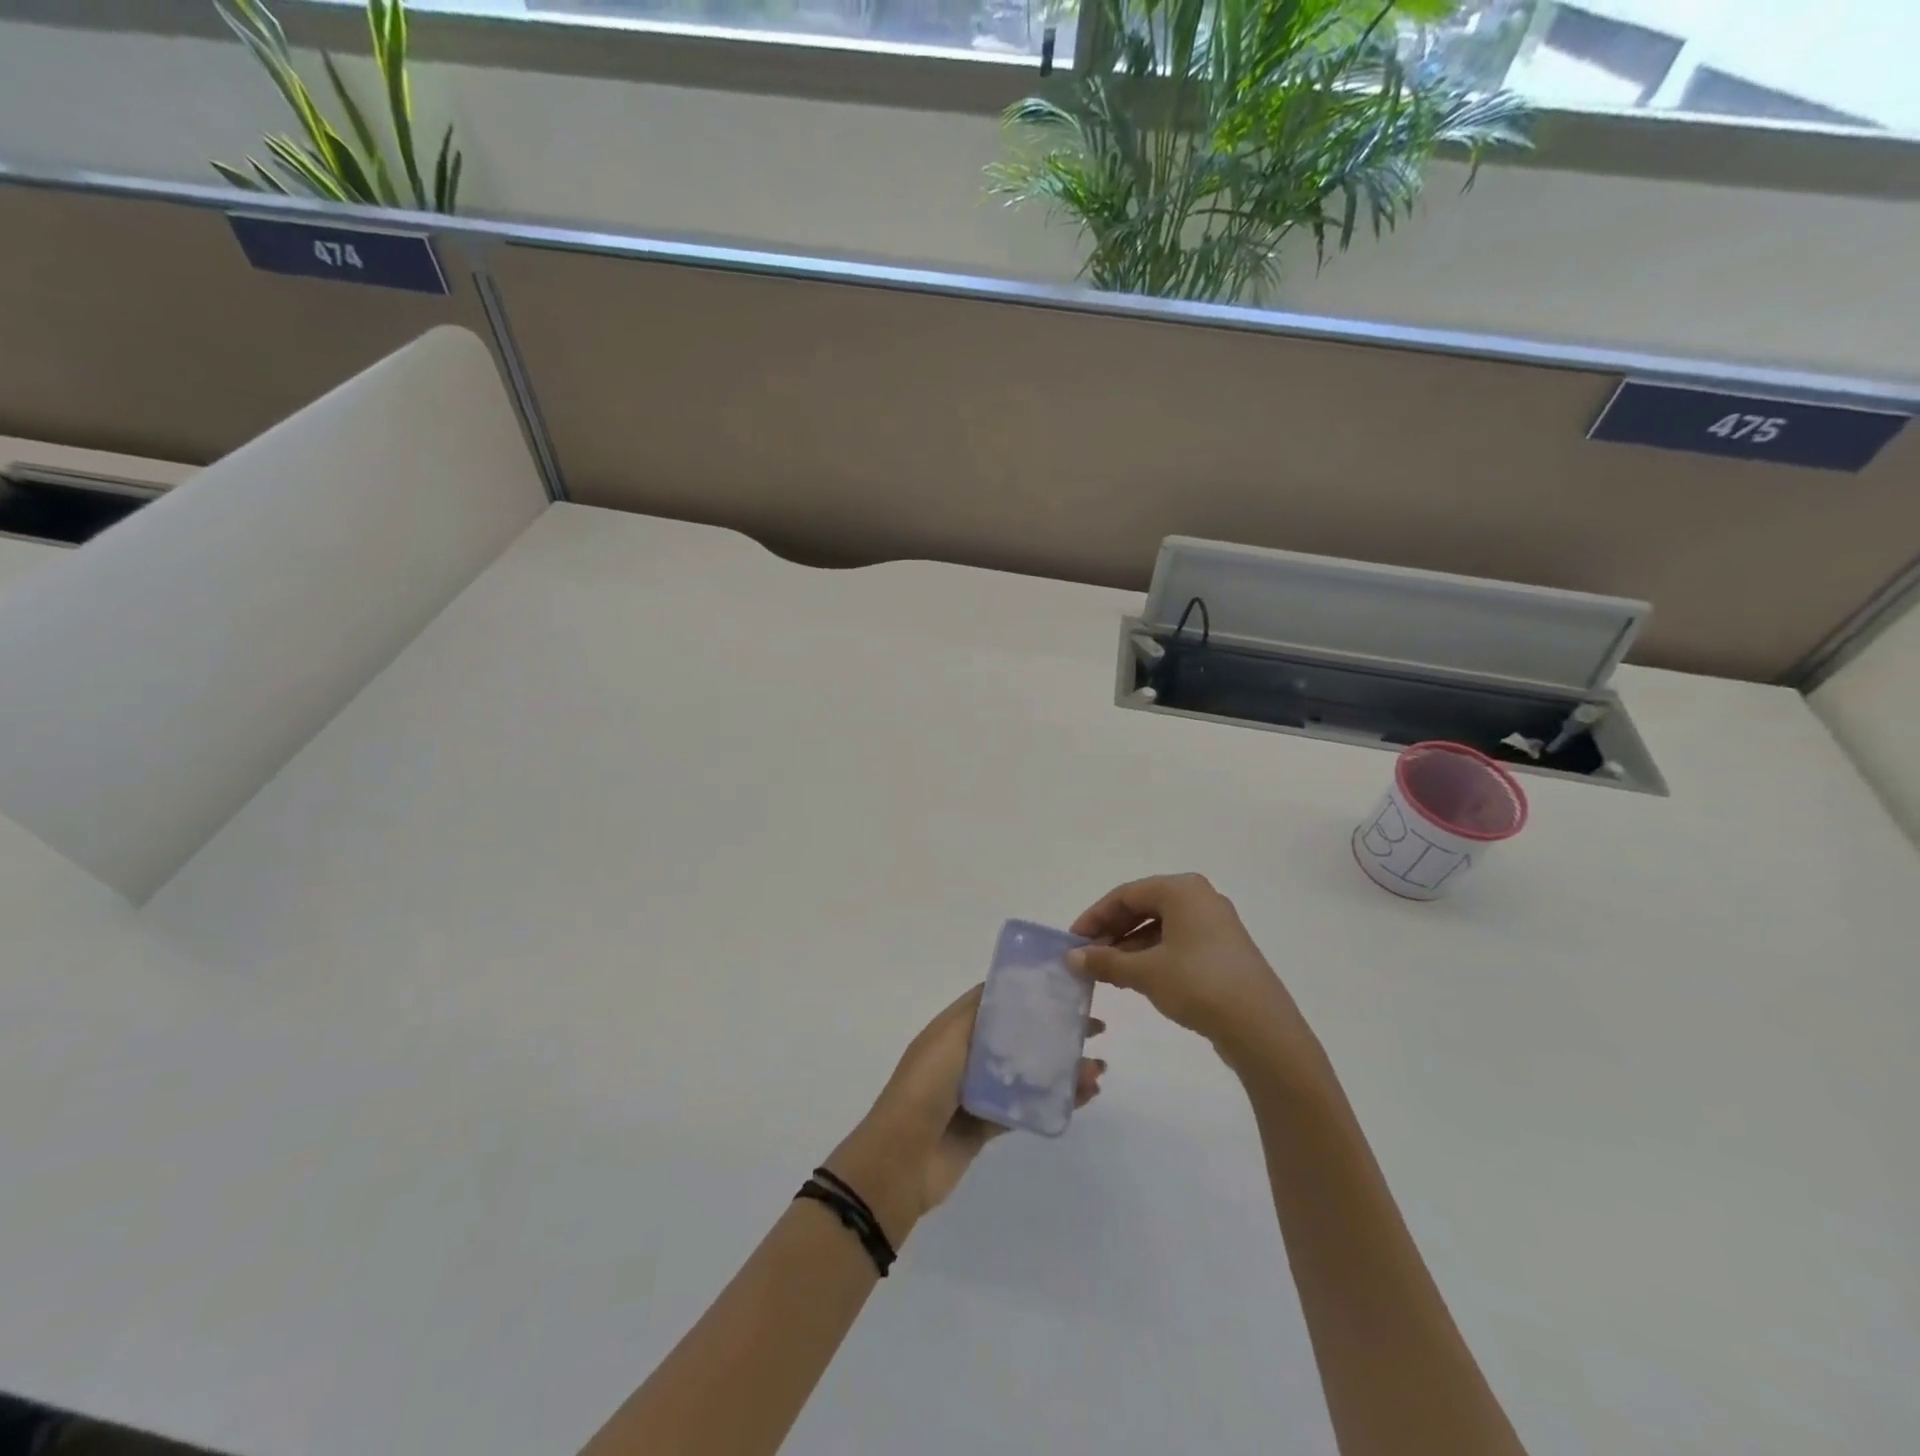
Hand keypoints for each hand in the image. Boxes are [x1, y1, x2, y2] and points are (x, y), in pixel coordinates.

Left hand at [826, 986, 1105, 1245]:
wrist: (900, 1162)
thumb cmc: (924, 1089)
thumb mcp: (948, 1039)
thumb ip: (980, 1015)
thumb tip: (1010, 988)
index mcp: (955, 1028)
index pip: (998, 1001)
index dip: (1031, 992)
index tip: (1068, 987)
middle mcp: (967, 1055)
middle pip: (1019, 1035)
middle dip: (1056, 1030)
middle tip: (1095, 1028)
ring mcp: (978, 1091)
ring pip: (1028, 1072)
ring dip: (1063, 1067)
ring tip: (1098, 1069)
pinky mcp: (988, 1125)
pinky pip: (1026, 1106)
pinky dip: (1054, 1099)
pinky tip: (1083, 1096)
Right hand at [1069, 874, 1315, 1074]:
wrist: (1261, 1027)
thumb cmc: (1198, 984)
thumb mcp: (1144, 972)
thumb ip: (1105, 961)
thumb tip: (1071, 957)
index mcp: (1182, 889)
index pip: (1125, 894)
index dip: (1095, 916)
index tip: (1073, 941)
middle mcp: (1200, 898)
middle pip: (1143, 907)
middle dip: (1112, 931)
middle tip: (1088, 956)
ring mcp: (1216, 924)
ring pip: (1160, 926)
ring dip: (1130, 946)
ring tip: (1108, 972)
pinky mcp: (1224, 950)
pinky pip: (1178, 942)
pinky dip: (1153, 955)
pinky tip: (1137, 978)